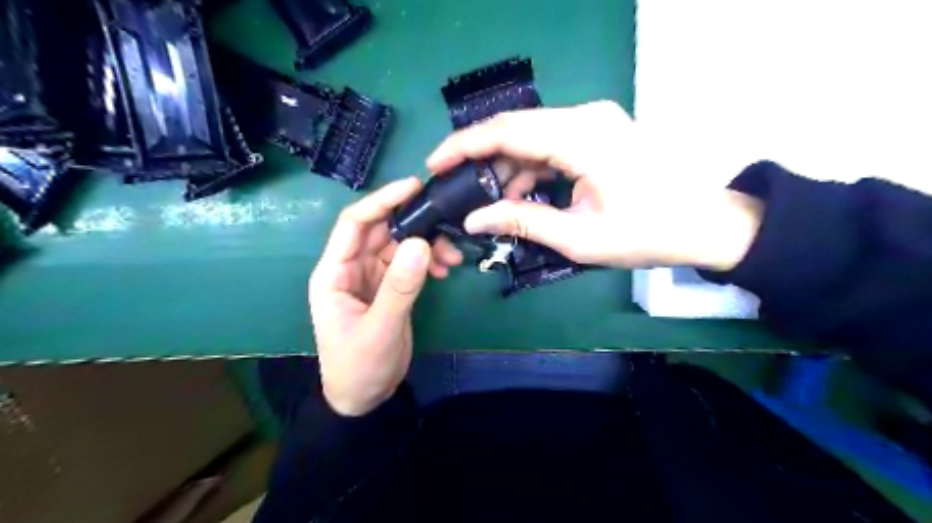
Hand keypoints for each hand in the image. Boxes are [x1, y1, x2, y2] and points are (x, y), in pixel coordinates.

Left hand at [309, 178, 460, 416]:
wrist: (364, 398)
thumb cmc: (359, 367)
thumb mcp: (379, 329)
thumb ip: (399, 287)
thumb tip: (422, 244)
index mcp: (334, 273)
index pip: (354, 224)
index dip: (381, 201)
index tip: (414, 187)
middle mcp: (352, 268)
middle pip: (382, 231)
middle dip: (414, 224)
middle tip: (446, 223)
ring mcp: (373, 277)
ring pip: (400, 246)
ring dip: (426, 245)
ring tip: (452, 256)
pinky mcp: (390, 288)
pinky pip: (410, 264)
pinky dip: (428, 262)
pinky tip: (445, 269)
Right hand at [425, 100, 760, 269]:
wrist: (704, 224)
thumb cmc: (647, 233)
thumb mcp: (578, 236)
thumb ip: (522, 222)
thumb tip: (473, 219)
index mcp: (581, 136)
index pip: (507, 130)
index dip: (464, 146)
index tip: (434, 164)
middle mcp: (585, 117)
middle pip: (516, 129)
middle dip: (481, 159)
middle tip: (455, 188)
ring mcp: (593, 121)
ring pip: (532, 138)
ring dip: (507, 169)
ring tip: (488, 202)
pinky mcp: (598, 133)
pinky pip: (551, 145)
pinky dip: (530, 169)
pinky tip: (520, 195)